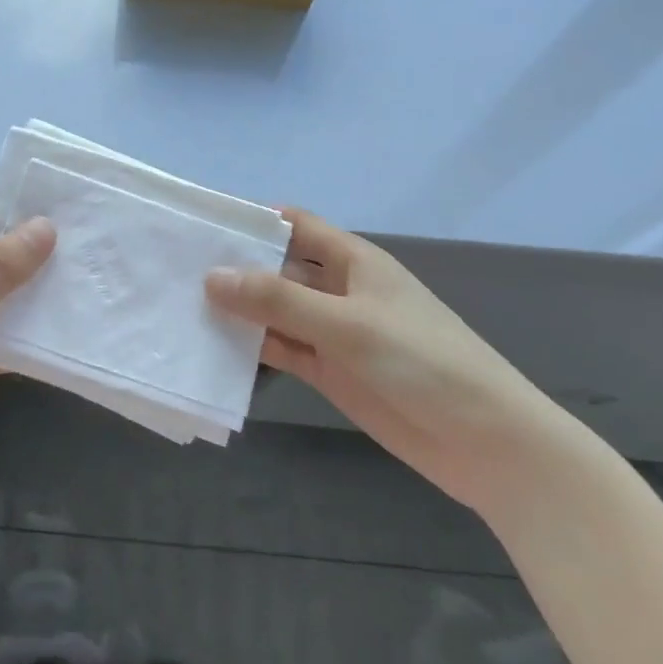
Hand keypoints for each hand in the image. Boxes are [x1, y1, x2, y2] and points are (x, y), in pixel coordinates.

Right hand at [206, 209, 588, 516]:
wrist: (486, 442)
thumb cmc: (423, 361)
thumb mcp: (347, 323)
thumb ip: (278, 300)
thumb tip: (211, 276)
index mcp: (354, 261)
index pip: (295, 226)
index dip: (253, 221)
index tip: (202, 224)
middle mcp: (340, 290)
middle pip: (279, 268)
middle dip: (236, 267)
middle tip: (176, 268)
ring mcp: (333, 333)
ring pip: (276, 311)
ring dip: (240, 309)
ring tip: (182, 305)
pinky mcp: (331, 372)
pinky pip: (283, 349)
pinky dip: (254, 347)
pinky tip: (214, 346)